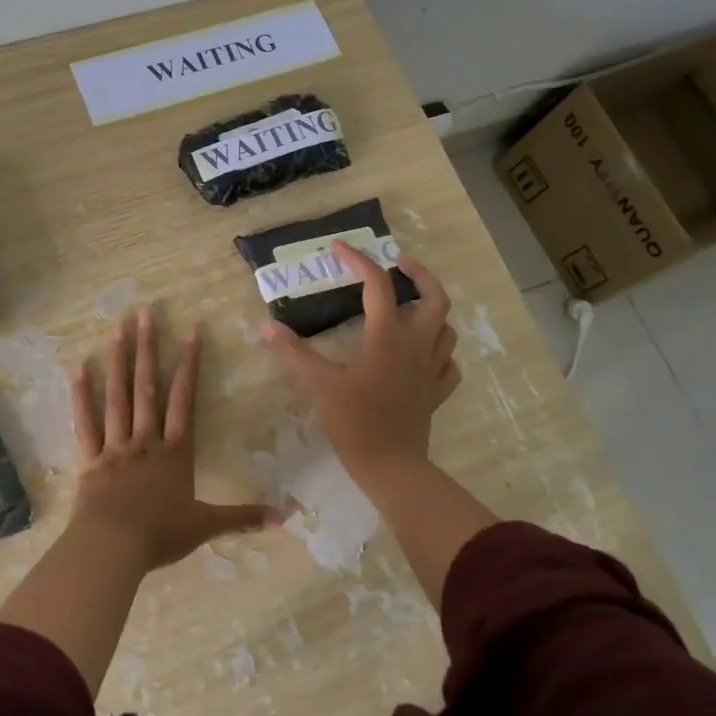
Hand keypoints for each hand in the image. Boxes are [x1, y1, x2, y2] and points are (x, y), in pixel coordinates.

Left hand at [69, 307, 276, 570]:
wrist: (114, 547)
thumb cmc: (160, 534)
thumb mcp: (206, 526)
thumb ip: (243, 518)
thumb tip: (286, 516)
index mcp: (175, 451)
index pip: (184, 400)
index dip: (189, 365)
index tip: (191, 331)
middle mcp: (146, 439)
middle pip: (147, 387)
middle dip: (148, 349)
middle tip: (144, 313)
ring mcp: (116, 446)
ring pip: (117, 397)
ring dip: (118, 361)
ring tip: (116, 328)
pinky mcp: (90, 458)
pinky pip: (85, 422)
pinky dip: (81, 396)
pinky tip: (79, 369)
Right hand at [262, 241, 458, 479]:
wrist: (391, 467)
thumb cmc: (355, 422)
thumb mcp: (319, 384)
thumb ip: (293, 353)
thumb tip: (267, 327)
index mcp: (388, 337)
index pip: (378, 285)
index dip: (358, 260)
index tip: (339, 248)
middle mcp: (416, 345)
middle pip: (434, 297)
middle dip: (420, 274)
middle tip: (400, 264)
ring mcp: (431, 370)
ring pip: (446, 329)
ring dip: (431, 311)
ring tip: (410, 307)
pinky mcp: (436, 393)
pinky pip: (448, 365)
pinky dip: (440, 352)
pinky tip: (424, 355)